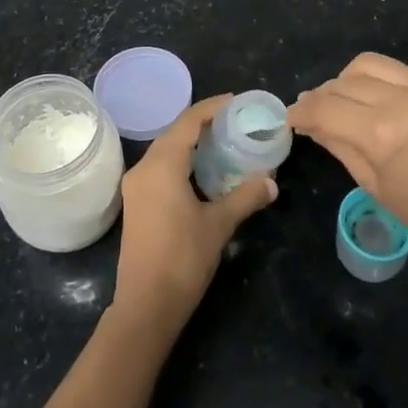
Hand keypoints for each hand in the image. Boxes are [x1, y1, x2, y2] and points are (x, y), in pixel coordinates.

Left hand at [112, 95, 277, 335]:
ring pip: (165, 151)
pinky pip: (160, 167)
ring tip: (223, 141)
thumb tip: (271, 182)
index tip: (237, 102)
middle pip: (174, 133)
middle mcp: (143, 168)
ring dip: (191, 143)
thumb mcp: (219, 225)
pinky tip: (202, 171)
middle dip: (203, 123)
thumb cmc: (183, 259)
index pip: (188, 121)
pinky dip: (181, 161)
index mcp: (162, 165)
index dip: (212, 107)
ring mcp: (136, 186)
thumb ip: (245, 197)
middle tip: (235, 122)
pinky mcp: (136, 202)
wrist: (146, 304)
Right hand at [287, 53, 407, 262]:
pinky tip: (377, 101)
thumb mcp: (375, 186)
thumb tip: (312, 123)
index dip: (301, 112)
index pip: (325, 108)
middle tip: (313, 112)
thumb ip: (340, 146)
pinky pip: (398, 71)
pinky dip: (378, 81)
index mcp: (382, 134)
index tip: (291, 119)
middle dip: (321, 96)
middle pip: (343, 82)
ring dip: (346, 80)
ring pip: (368, 64)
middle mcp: (403, 100)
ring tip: (343, 101)